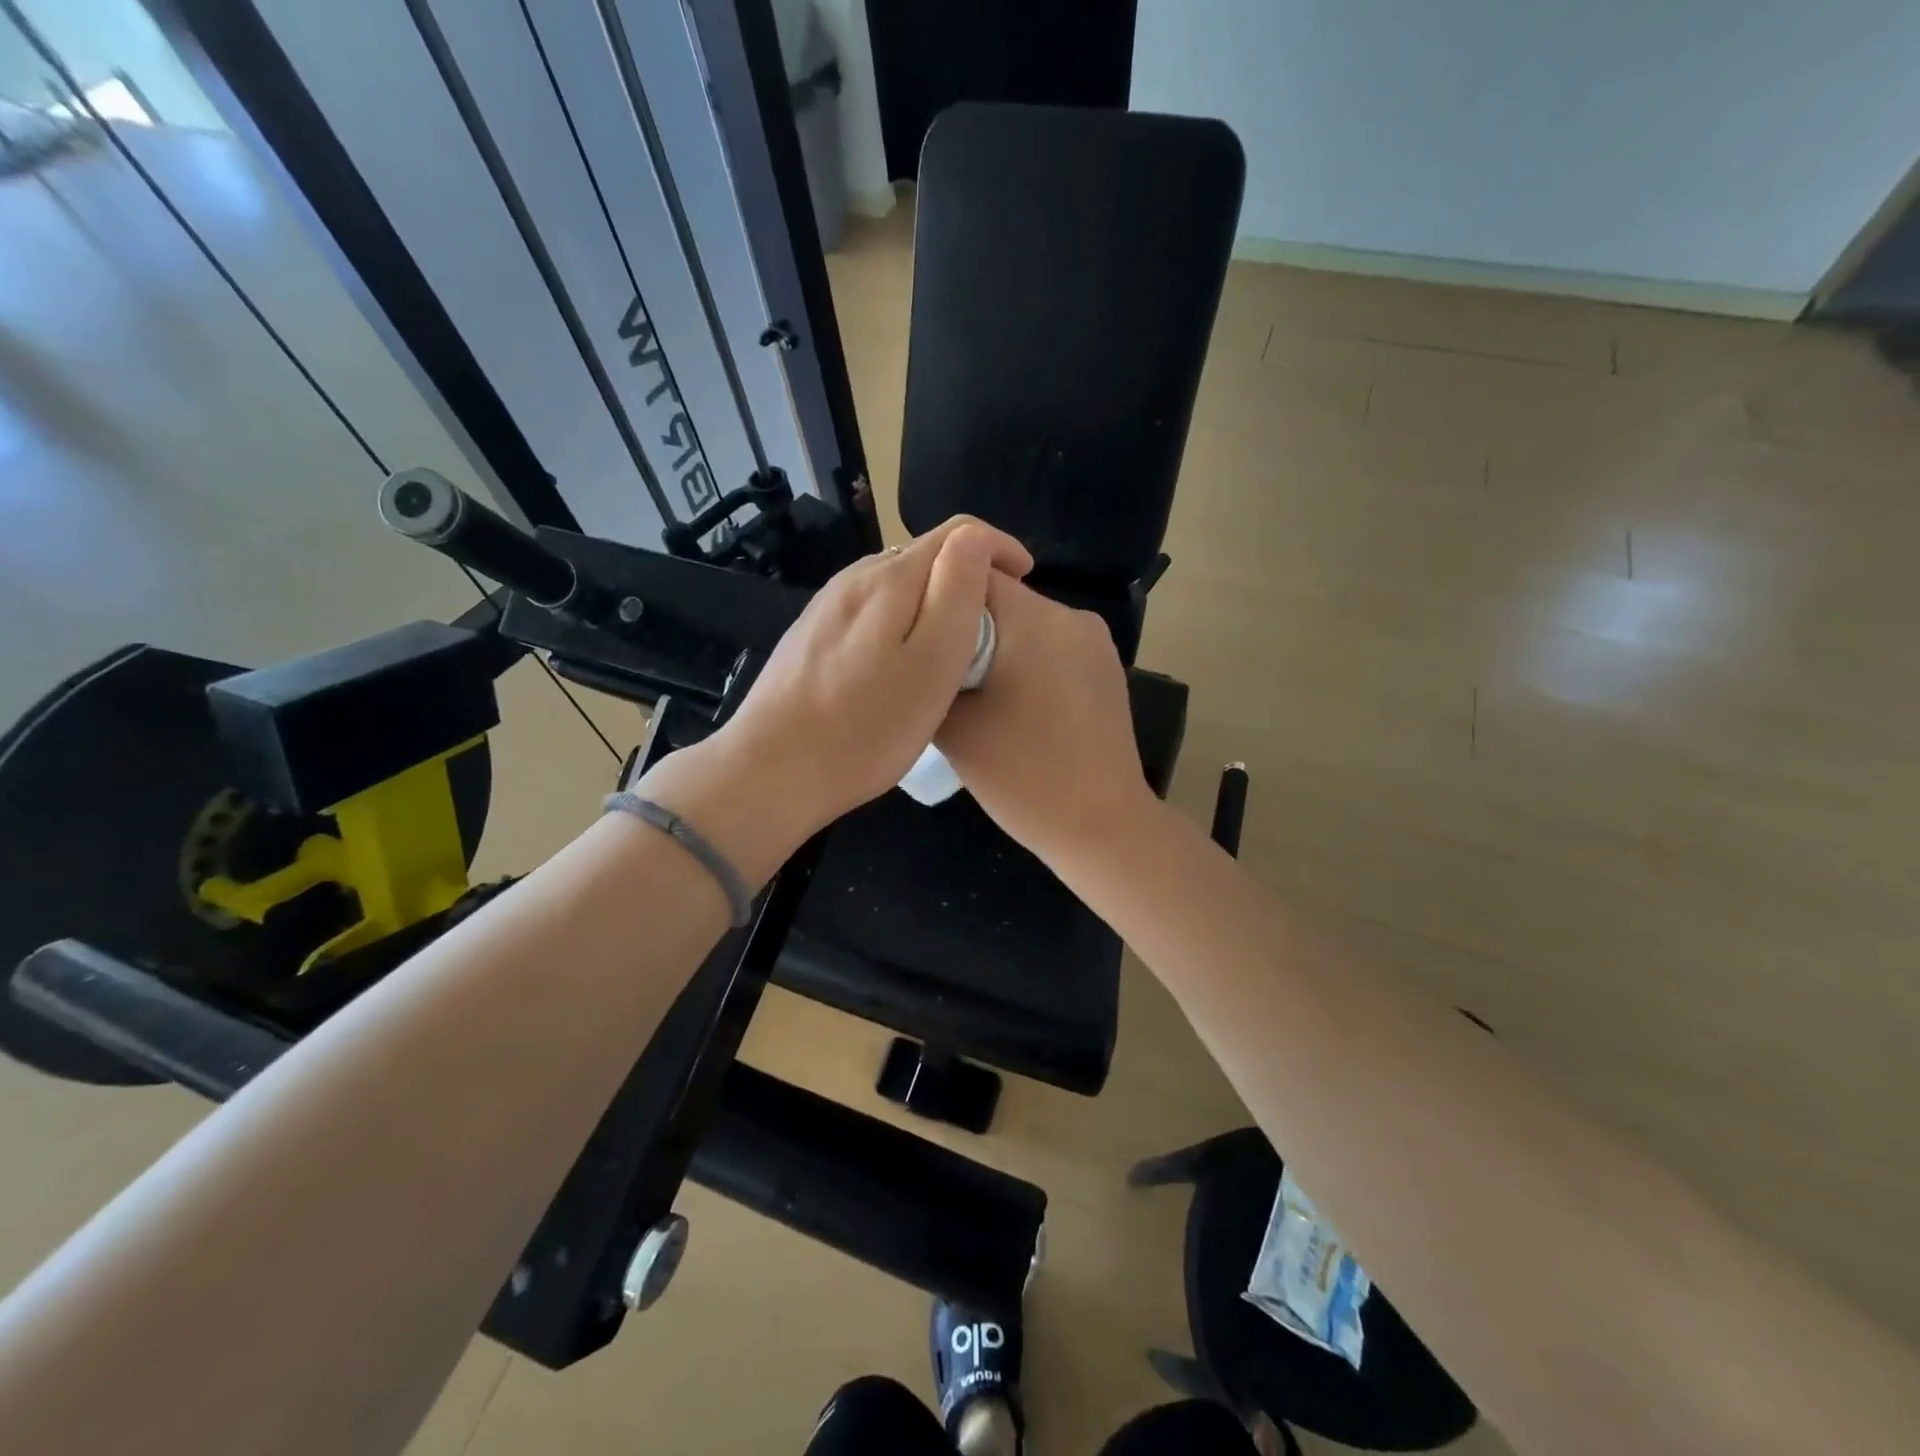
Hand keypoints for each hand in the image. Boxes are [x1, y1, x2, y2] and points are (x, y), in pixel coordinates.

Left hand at [641, 516, 1033, 880]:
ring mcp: (827, 607)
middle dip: (966, 577)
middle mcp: (854, 579)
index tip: (1025, 580)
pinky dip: (900, 622)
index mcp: (889, 579)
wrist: (771, 771)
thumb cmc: (866, 727)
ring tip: (953, 647)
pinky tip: (900, 664)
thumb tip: (974, 538)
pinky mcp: (811, 636)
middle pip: (923, 556)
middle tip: (993, 625)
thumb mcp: (932, 662)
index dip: (998, 546)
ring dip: (932, 601)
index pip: (957, 533)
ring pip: (895, 585)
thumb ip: (957, 592)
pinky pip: (870, 612)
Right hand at [936, 575, 1156, 864]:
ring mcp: (1096, 640)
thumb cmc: (1023, 776)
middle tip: (939, 670)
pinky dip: (1026, 660)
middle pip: (1002, 597)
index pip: (969, 572)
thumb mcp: (954, 727)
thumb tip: (922, 650)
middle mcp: (1072, 615)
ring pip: (1027, 622)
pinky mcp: (1106, 666)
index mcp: (1034, 619)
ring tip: (974, 691)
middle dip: (967, 625)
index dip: (934, 596)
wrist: (1101, 825)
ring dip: (997, 645)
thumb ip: (930, 673)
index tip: (914, 632)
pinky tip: (1013, 703)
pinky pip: (1052, 645)